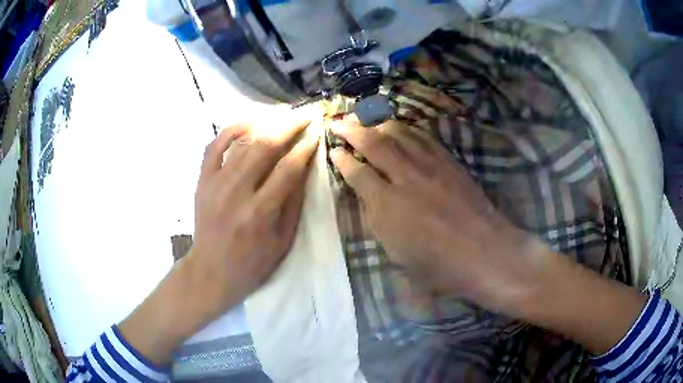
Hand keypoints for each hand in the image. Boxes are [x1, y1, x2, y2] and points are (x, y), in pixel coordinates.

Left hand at [119, 119, 317, 365]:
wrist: (212, 271)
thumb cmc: (253, 263)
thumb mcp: (283, 241)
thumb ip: (294, 202)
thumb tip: (305, 166)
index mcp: (260, 213)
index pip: (288, 168)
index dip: (305, 147)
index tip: (317, 132)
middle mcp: (236, 192)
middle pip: (265, 146)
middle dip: (289, 126)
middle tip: (305, 115)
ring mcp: (215, 183)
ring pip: (242, 141)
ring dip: (266, 123)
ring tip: (284, 115)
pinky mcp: (203, 180)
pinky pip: (215, 145)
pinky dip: (232, 129)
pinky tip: (249, 122)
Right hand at [329, 118, 537, 310]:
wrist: (483, 251)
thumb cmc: (437, 263)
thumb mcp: (395, 251)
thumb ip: (376, 220)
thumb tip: (366, 194)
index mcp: (387, 204)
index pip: (357, 173)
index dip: (342, 160)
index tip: (334, 150)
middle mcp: (405, 177)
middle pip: (374, 144)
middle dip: (352, 130)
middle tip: (338, 121)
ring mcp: (429, 165)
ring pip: (399, 134)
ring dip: (378, 123)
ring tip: (365, 118)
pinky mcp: (448, 161)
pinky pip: (423, 137)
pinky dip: (407, 129)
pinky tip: (400, 127)